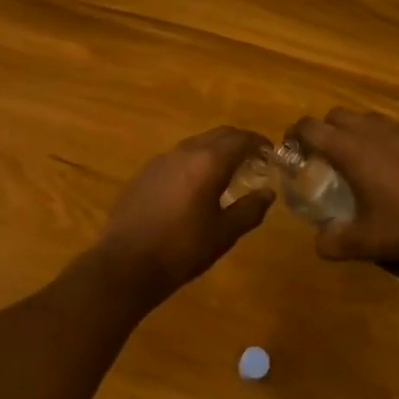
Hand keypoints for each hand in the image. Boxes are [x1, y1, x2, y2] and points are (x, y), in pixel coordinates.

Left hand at [92, 127, 275, 302]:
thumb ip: (250, 210)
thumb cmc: (182, 249)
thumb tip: (267, 193)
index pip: (240, 139)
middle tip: (254, 160)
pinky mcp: (145, 172)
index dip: (259, 143)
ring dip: (216, 150)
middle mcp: (184, 151)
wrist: (126, 263)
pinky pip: (178, 157)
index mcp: (208, 162)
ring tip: (228, 172)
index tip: (271, 152)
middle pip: (218, 135)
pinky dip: (195, 161)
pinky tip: (196, 184)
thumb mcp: (224, 234)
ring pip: (196, 143)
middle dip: (239, 142)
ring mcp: (161, 160)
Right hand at [288, 110, 398, 278]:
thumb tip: (319, 242)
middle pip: (335, 116)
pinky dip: (387, 143)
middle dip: (325, 132)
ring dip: (356, 134)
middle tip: (327, 160)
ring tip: (364, 164)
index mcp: (350, 149)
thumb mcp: (365, 243)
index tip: (293, 152)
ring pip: (368, 120)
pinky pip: (397, 130)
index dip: (294, 136)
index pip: (308, 127)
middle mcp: (373, 131)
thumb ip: (333, 242)